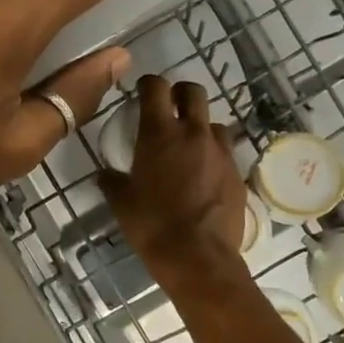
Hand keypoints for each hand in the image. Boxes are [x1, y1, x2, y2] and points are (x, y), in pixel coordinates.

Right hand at [102, 76, 247, 273]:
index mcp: (159, 133)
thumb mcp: (121, 202)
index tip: (141, 92)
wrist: (198, 258)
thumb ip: (112, 181)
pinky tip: (204, 176)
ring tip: (189, 147)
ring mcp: (220, 152)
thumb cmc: (152, 226)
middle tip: (169, 109)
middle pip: (193, 92)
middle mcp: (193, 133)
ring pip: (213, 122)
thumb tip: (106, 174)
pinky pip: (225, 152)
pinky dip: (213, 155)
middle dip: (180, 94)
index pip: (156, 87)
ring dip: (200, 127)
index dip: (148, 84)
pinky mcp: (237, 173)